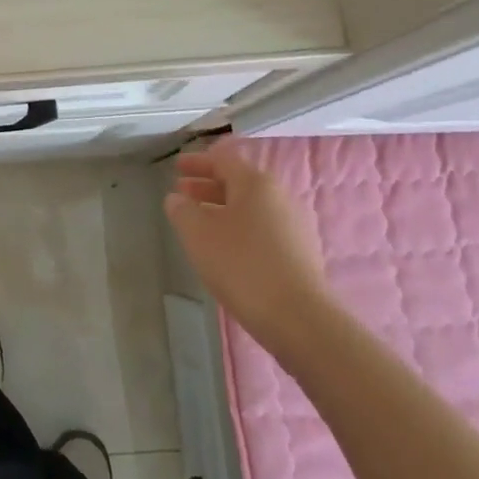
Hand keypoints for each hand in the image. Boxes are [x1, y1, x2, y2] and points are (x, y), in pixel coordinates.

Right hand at [165, 138, 327, 344]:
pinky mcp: (301, 253)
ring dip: (223, 208)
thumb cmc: (242, 264)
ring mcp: (295, 225)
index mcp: (256, 182)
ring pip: (251, 207)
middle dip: (208, 186)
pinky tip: (226, 247)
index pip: (223, 160)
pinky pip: (263, 228)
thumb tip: (176, 198)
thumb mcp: (198, 234)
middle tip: (182, 192)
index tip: (177, 167)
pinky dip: (240, 228)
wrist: (298, 318)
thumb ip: (182, 210)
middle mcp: (280, 196)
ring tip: (200, 222)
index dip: (197, 162)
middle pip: (239, 182)